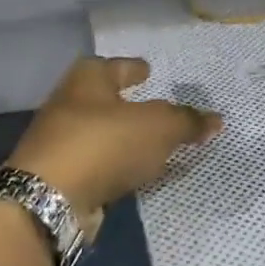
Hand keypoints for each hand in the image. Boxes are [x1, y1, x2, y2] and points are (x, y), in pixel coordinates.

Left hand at [7, 57, 220, 219]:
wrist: (49, 200)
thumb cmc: (104, 144)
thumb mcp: (158, 127)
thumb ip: (186, 121)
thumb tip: (216, 119)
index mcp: (87, 80)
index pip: (114, 65)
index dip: (133, 68)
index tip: (148, 70)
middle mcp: (69, 105)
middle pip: (103, 99)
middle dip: (126, 103)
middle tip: (155, 109)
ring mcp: (60, 143)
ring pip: (100, 135)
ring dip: (122, 139)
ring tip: (152, 145)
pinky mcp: (60, 178)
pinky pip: (97, 166)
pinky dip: (115, 167)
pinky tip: (134, 174)